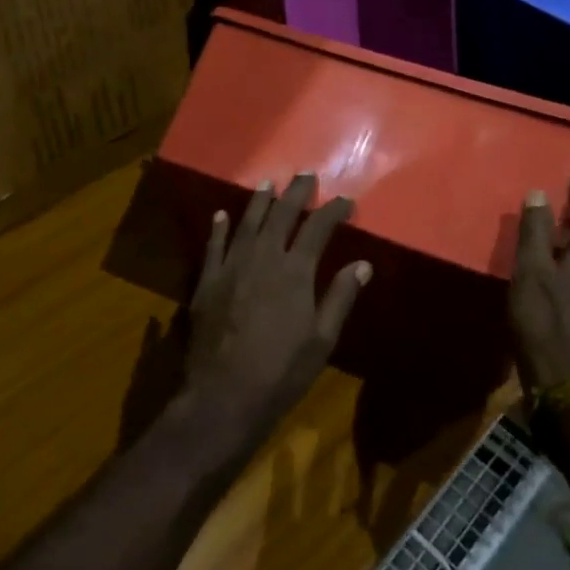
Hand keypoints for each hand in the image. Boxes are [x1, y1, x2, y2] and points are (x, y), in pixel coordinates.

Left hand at [183, 173, 369, 436]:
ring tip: (268, 183)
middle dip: (296, 193)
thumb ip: (340, 297)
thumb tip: (362, 264)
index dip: (334, 211)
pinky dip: (219, 228)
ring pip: (247, 222)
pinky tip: (221, 214)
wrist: (224, 394)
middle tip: (306, 175)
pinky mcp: (207, 281)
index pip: (318, 227)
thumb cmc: (282, 371)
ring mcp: (232, 266)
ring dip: (259, 201)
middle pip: (281, 214)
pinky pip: (214, 245)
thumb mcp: (322, 339)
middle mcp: (263, 257)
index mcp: (295, 271)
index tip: (347, 201)